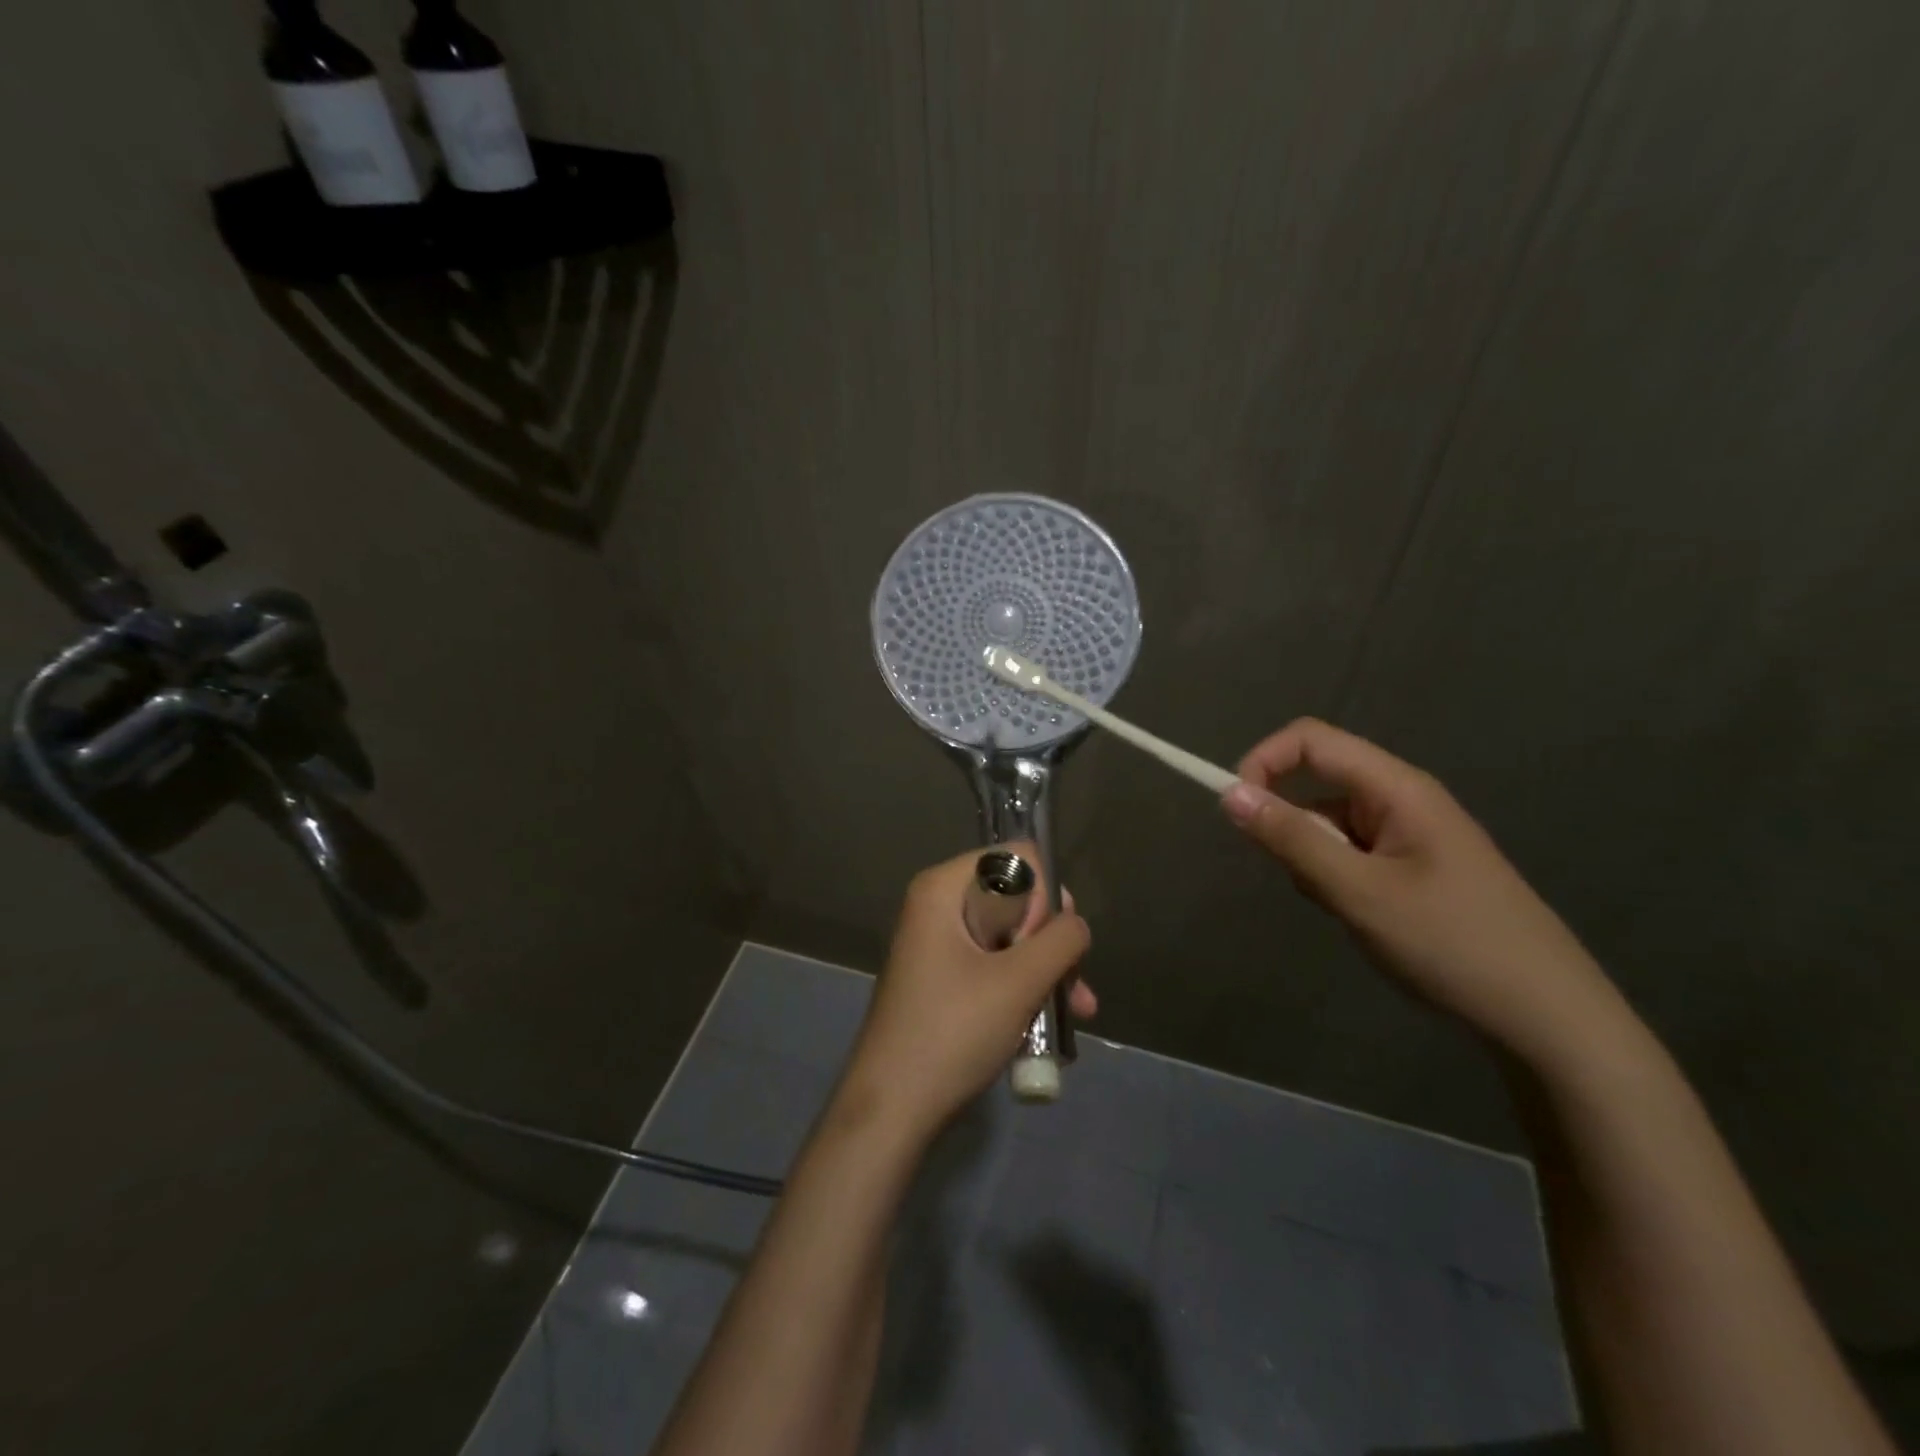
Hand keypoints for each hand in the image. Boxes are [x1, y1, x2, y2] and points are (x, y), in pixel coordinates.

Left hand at [840, 844, 1092, 1138]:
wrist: (891, 1110)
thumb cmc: (952, 1033)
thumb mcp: (1019, 982)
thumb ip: (1061, 941)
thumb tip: (1075, 923)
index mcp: (942, 888)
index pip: (1016, 857)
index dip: (1043, 896)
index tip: (1044, 944)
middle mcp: (937, 906)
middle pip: (1016, 897)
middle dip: (1050, 939)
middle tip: (1068, 981)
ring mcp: (939, 944)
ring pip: (1010, 936)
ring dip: (1046, 970)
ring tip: (1077, 1011)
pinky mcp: (944, 978)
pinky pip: (994, 964)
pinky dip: (1023, 987)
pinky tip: (1052, 1027)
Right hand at [1220, 718, 1624, 1060]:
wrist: (1549, 1019)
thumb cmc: (1452, 945)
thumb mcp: (1359, 893)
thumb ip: (1291, 839)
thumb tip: (1228, 794)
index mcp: (1397, 788)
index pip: (1311, 740)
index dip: (1263, 761)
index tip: (1236, 810)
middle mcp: (1403, 799)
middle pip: (1318, 782)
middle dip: (1291, 825)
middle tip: (1309, 882)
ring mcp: (1411, 834)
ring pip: (1330, 824)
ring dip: (1314, 859)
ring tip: (1347, 910)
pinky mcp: (1414, 867)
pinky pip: (1351, 853)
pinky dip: (1336, 878)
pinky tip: (1364, 920)